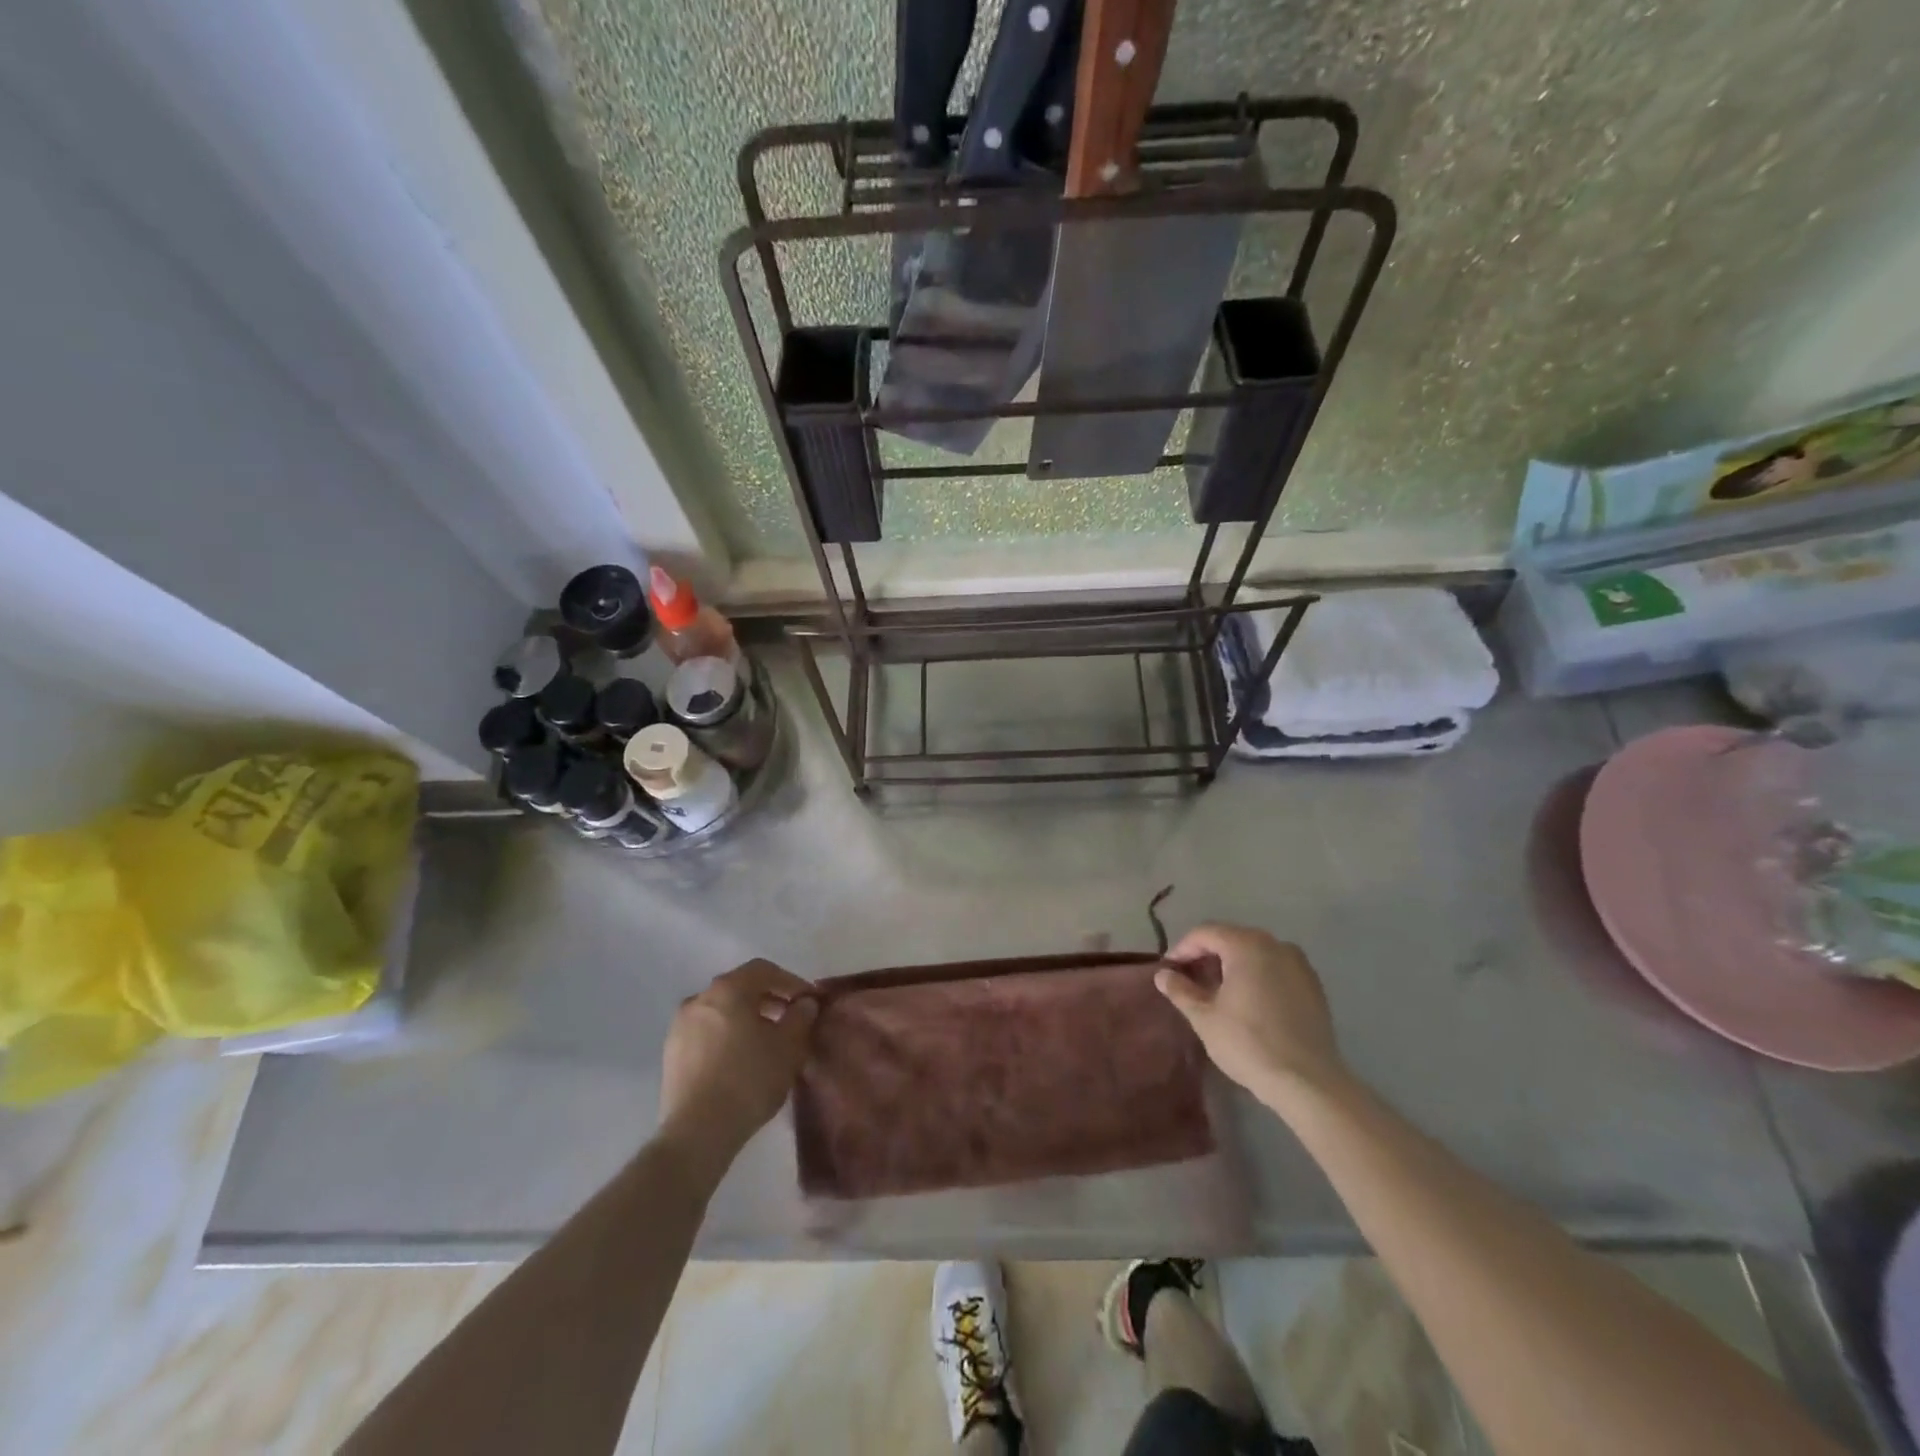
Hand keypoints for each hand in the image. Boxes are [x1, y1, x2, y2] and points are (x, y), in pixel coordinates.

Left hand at [659, 960, 818, 1161]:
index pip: (763, 970)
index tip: (808, 1001)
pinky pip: (706, 1032)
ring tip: (767, 1042)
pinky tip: (741, 1059)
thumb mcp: (788, 1046)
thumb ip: (800, 1017)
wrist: (697, 1132)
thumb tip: (805, 1003)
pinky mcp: (671, 1054)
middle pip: (740, 988)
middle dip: (769, 999)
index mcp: (728, 989)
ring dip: (747, 1018)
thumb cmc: (749, 1079)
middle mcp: (700, 998)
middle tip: (790, 1019)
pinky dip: (727, 1035)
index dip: (790, 981)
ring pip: (721, 1011)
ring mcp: (680, 1026)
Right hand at [1155, 924, 1345, 1108]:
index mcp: (1246, 945)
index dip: (1182, 949)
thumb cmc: (1248, 1043)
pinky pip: (1276, 969)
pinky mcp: (1313, 986)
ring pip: (1255, 953)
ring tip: (1217, 991)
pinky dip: (1256, 975)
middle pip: (1231, 938)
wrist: (1308, 1082)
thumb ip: (1181, 990)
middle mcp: (1275, 944)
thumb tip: (1162, 975)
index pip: (1205, 933)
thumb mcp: (1204, 1017)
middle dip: (1207, 955)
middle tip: (1189, 980)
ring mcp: (1299, 964)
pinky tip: (1248, 1001)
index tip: (1169, 971)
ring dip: (1232, 965)